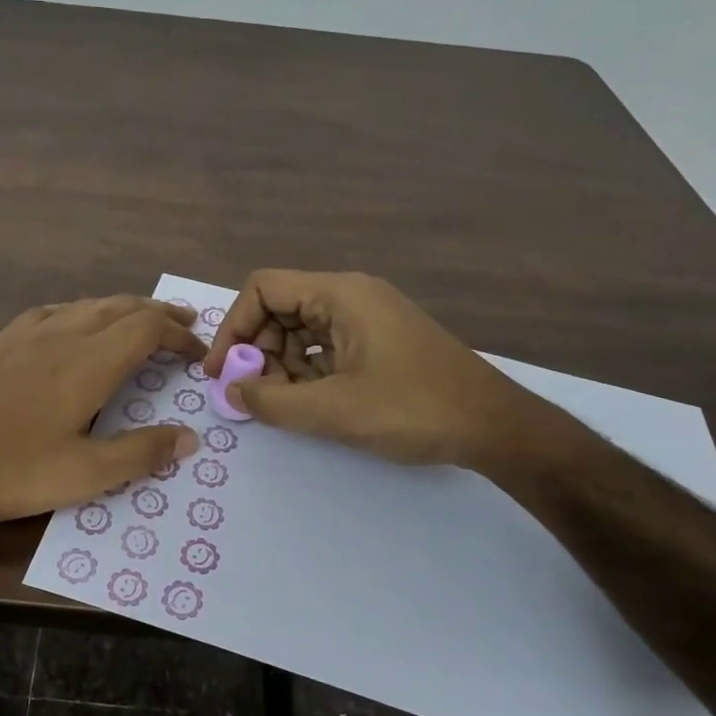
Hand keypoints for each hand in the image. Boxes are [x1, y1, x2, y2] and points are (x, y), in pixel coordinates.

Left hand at [0, 296, 204, 528]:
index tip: (198, 354)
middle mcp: (61, 335)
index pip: (147, 329)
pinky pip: (55, 311)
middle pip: (120, 307)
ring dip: (122, 308)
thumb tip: (190, 438)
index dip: (179, 336)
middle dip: (158, 313)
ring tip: (140, 319)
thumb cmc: (7, 469)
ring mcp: (25, 334)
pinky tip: (75, 325)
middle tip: (184, 323)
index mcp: (87, 363)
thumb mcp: (82, 475)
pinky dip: (84, 311)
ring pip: (87, 304)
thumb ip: (139, 453)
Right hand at [202, 270, 551, 469]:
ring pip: (301, 330)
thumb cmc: (413, 409)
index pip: (263, 288)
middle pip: (280, 308)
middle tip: (253, 394)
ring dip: (281, 364)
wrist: (495, 427)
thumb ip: (272, 401)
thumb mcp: (334, 410)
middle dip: (257, 350)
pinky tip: (311, 402)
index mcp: (341, 294)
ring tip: (283, 403)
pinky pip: (326, 346)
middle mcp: (352, 295)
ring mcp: (368, 318)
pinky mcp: (379, 341)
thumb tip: (231, 391)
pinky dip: (307, 371)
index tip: (220, 372)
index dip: (233, 327)